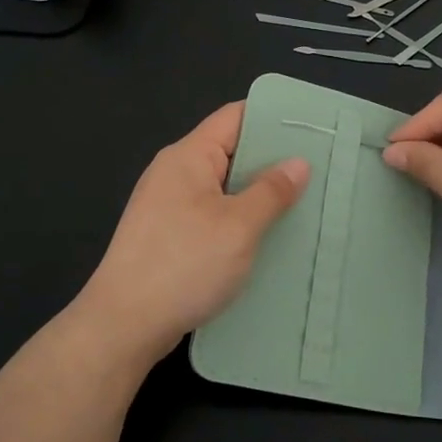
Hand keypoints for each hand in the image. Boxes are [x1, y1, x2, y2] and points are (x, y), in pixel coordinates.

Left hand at [72, 102, 308, 368]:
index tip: (311, 129)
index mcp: (188, 156)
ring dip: (256, 194)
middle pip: (229, 150)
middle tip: (317, 170)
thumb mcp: (238, 227)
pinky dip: (238, 219)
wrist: (123, 325)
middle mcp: (174, 172)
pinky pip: (211, 214)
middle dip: (271, 160)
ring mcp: (167, 205)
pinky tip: (265, 237)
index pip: (234, 117)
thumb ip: (271, 191)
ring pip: (222, 187)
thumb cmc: (183, 266)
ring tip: (300, 203)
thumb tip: (298, 162)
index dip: (272, 118)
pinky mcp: (167, 236)